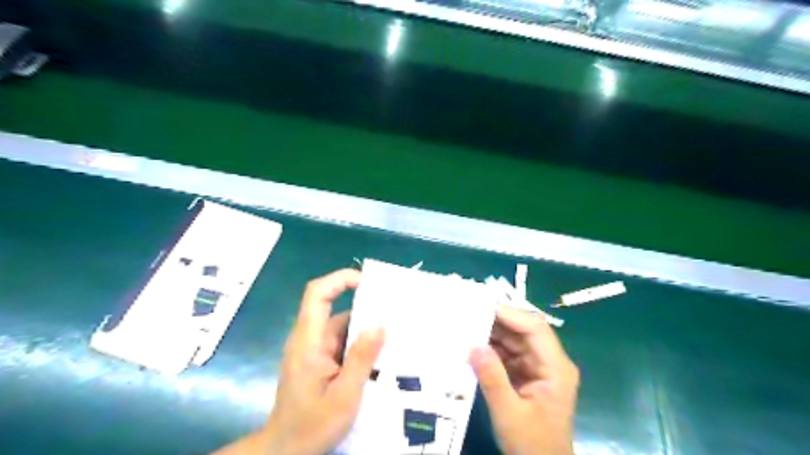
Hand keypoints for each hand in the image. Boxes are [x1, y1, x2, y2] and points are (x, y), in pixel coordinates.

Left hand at [211, 271, 383, 454]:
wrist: (285, 452)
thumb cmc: (312, 426)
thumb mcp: (344, 396)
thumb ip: (361, 358)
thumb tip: (380, 324)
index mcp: (309, 341)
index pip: (317, 294)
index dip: (340, 279)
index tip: (369, 282)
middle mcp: (309, 339)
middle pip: (335, 309)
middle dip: (365, 308)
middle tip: (396, 312)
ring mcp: (313, 350)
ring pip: (342, 327)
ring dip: (365, 329)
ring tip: (395, 335)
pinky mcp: (319, 361)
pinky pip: (342, 342)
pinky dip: (360, 344)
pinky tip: (380, 355)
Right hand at [473, 304, 577, 454]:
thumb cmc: (532, 445)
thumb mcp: (509, 414)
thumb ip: (492, 379)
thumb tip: (474, 345)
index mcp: (556, 368)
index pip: (535, 329)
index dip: (510, 314)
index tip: (481, 307)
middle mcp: (550, 361)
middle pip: (524, 330)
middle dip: (496, 321)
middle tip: (467, 313)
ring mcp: (538, 367)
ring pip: (514, 340)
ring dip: (491, 334)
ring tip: (465, 325)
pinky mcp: (527, 374)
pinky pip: (508, 354)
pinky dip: (491, 349)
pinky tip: (472, 345)